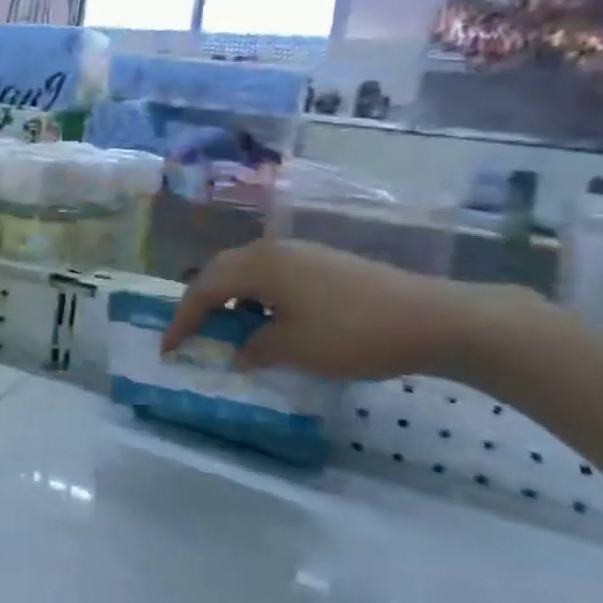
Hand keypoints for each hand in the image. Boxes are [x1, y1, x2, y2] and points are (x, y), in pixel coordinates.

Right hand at [161, 239, 486, 380]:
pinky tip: (271, 321)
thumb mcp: (293, 349)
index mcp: (258, 266)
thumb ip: (254, 348)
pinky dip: (258, 297)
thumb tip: (239, 351)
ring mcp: (303, 254)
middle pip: (221, 271)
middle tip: (191, 332)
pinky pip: (273, 275)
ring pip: (248, 271)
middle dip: (201, 302)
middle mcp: (274, 251)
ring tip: (227, 328)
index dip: (182, 320)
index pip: (204, 289)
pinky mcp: (325, 264)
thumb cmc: (352, 333)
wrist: (434, 319)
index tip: (168, 349)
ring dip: (231, 298)